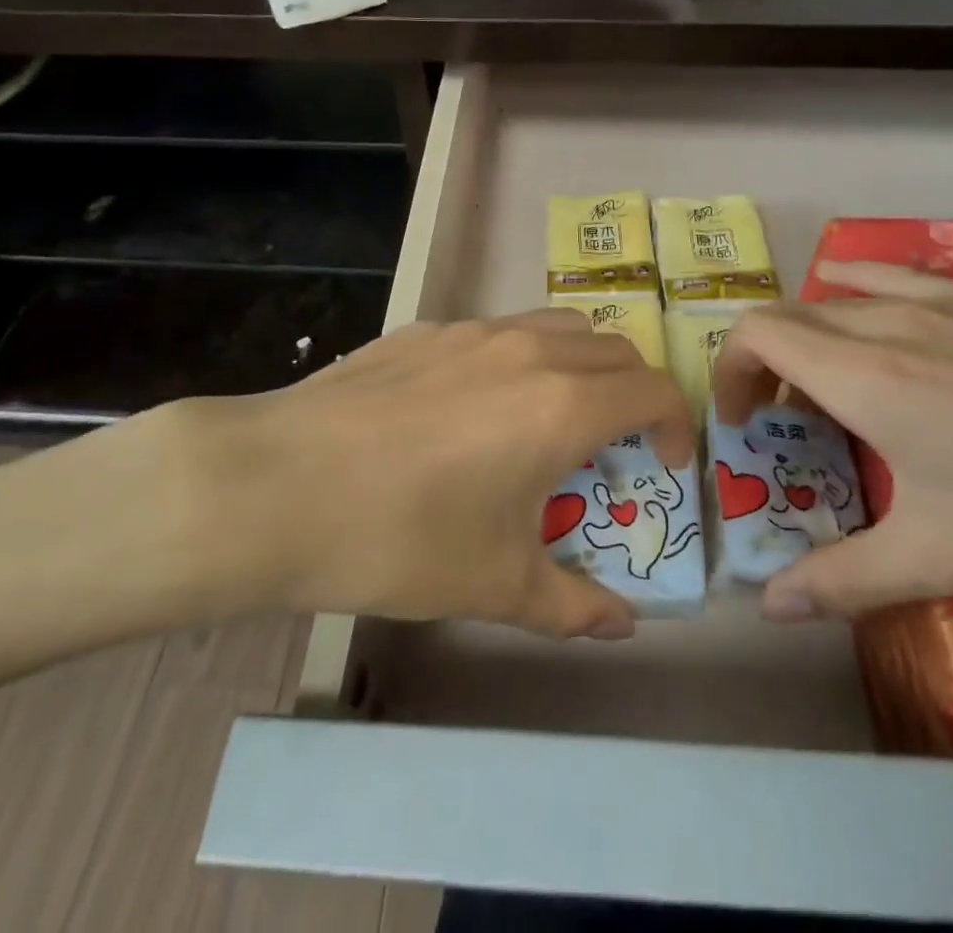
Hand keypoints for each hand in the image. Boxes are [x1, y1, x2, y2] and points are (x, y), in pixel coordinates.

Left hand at [175, 311, 692, 640]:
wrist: (277, 485)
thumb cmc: (401, 537)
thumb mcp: (496, 585)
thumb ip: (572, 606)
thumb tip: (622, 626)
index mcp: (562, 403)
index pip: (654, 389)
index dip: (675, 425)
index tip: (664, 466)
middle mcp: (528, 350)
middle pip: (614, 350)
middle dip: (633, 394)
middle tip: (613, 446)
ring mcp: (471, 331)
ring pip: (556, 327)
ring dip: (578, 365)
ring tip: (549, 417)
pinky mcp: (423, 330)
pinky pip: (495, 332)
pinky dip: (517, 359)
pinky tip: (468, 411)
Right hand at [712, 261, 952, 622]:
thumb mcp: (944, 558)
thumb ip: (844, 579)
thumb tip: (769, 607)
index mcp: (865, 376)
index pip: (756, 334)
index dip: (729, 372)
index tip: (742, 425)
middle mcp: (890, 322)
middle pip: (791, 314)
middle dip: (765, 363)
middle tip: (784, 424)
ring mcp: (946, 300)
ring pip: (842, 295)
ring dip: (814, 334)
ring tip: (833, 385)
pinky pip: (900, 281)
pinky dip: (864, 296)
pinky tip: (890, 325)